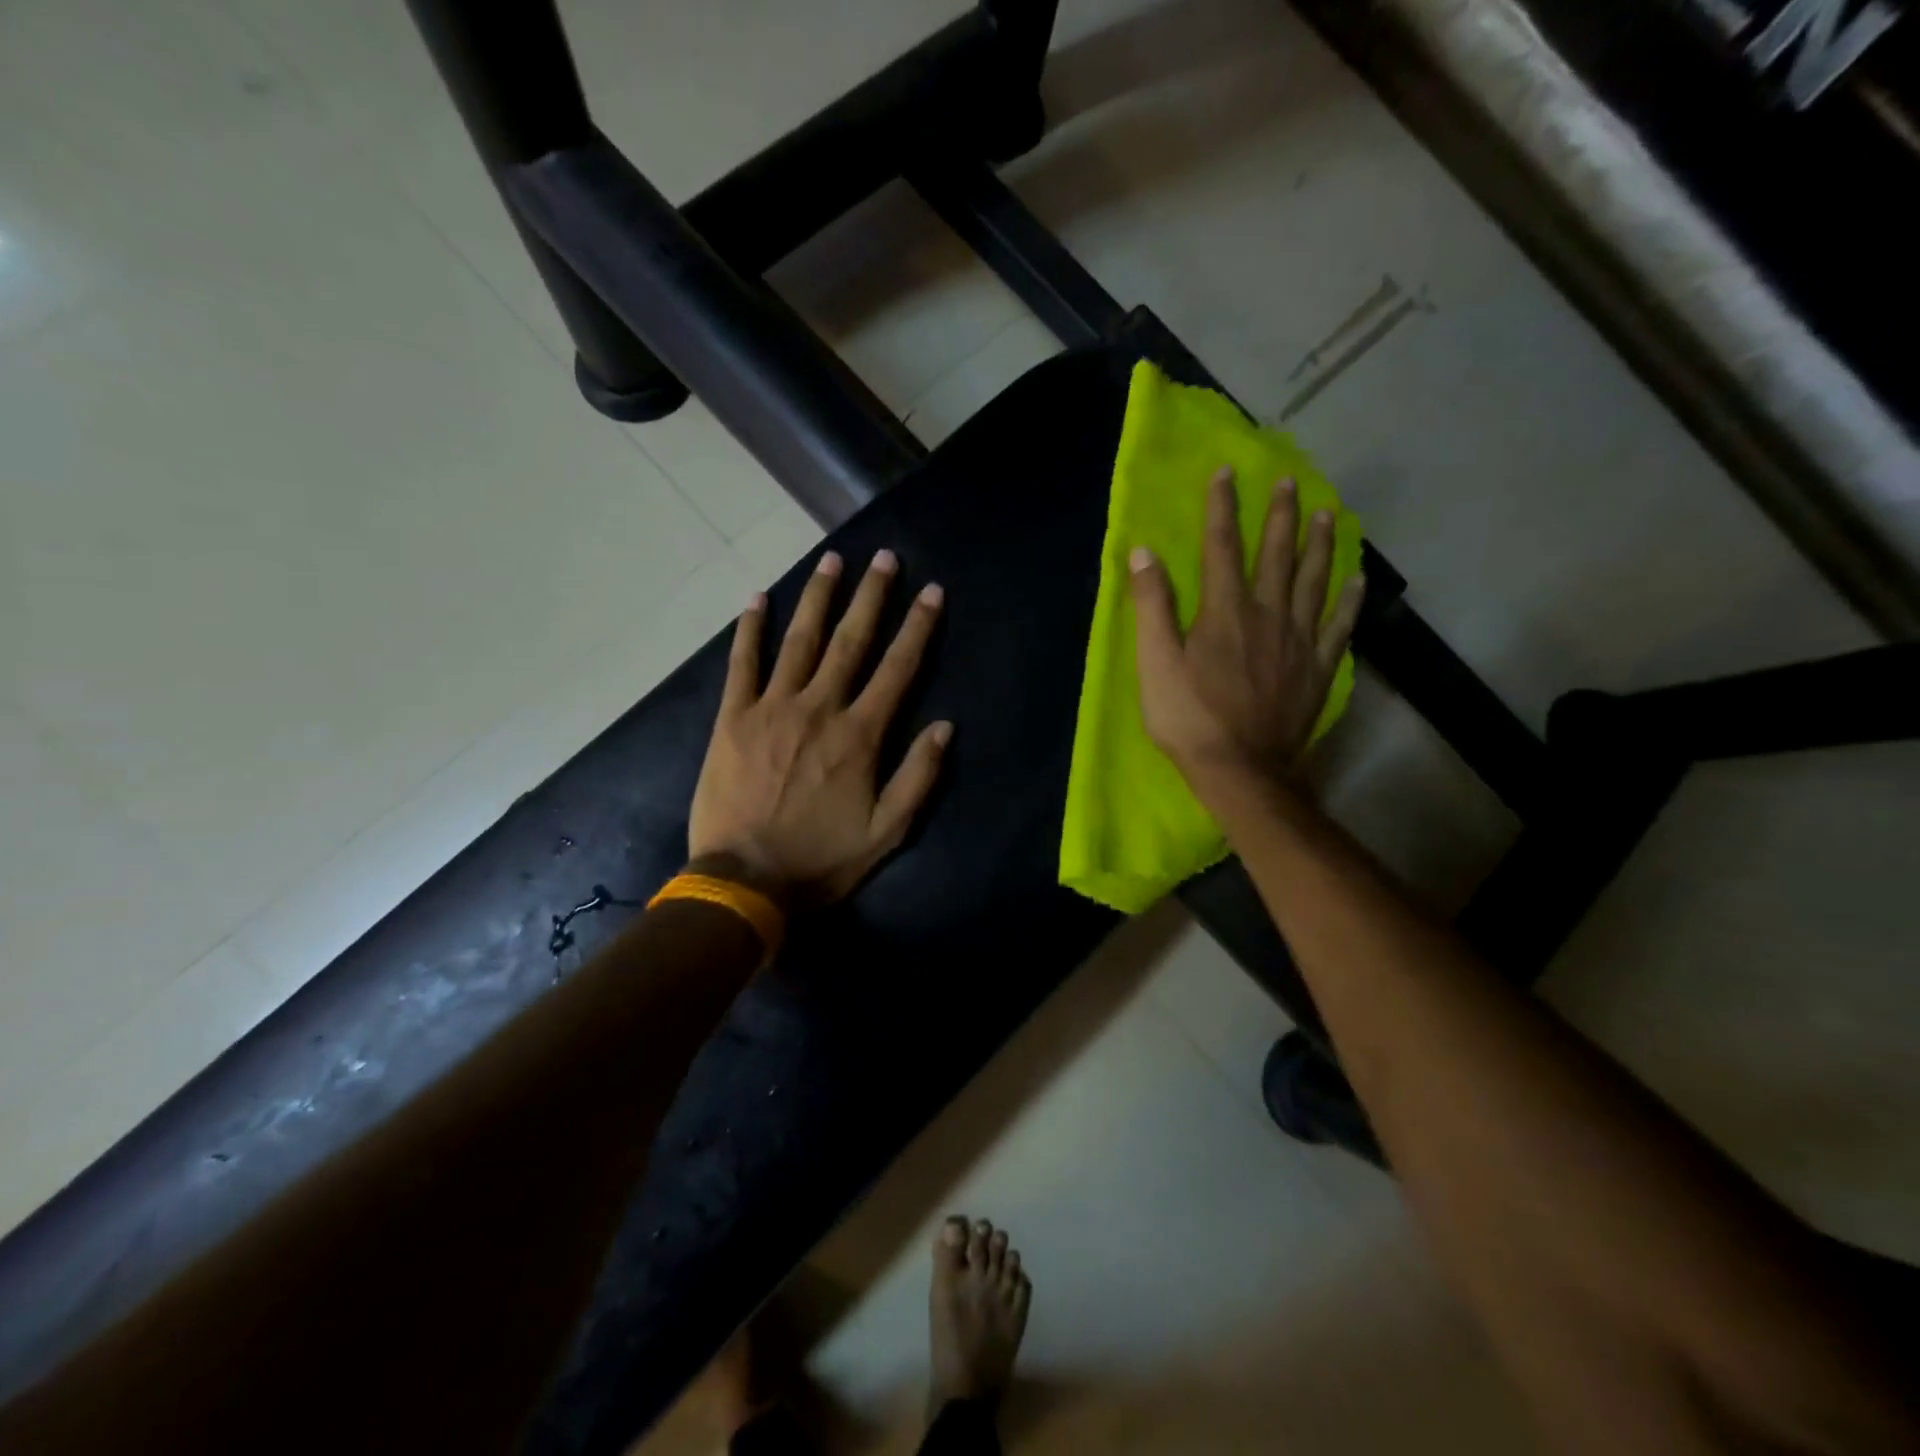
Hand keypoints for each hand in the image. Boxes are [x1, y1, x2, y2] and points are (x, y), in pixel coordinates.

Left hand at [689, 548, 951, 906]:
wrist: (744, 880)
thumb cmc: (821, 858)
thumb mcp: (886, 832)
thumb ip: (918, 777)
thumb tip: (945, 726)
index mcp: (859, 735)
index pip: (897, 669)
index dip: (918, 627)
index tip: (932, 591)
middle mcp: (819, 708)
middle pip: (851, 641)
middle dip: (871, 596)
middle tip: (884, 557)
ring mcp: (772, 708)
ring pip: (800, 641)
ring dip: (818, 598)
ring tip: (833, 561)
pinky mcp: (733, 718)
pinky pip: (742, 664)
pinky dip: (750, 629)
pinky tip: (757, 598)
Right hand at [1131, 468, 1363, 795]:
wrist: (1241, 770)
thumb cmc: (1189, 718)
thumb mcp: (1155, 663)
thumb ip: (1151, 606)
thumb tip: (1143, 552)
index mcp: (1224, 611)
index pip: (1221, 546)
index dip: (1222, 506)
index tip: (1226, 472)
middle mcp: (1267, 614)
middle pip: (1276, 554)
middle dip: (1280, 515)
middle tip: (1290, 481)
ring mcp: (1298, 640)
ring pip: (1313, 580)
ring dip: (1319, 544)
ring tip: (1326, 513)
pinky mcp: (1317, 668)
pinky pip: (1338, 625)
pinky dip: (1349, 599)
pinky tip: (1356, 578)